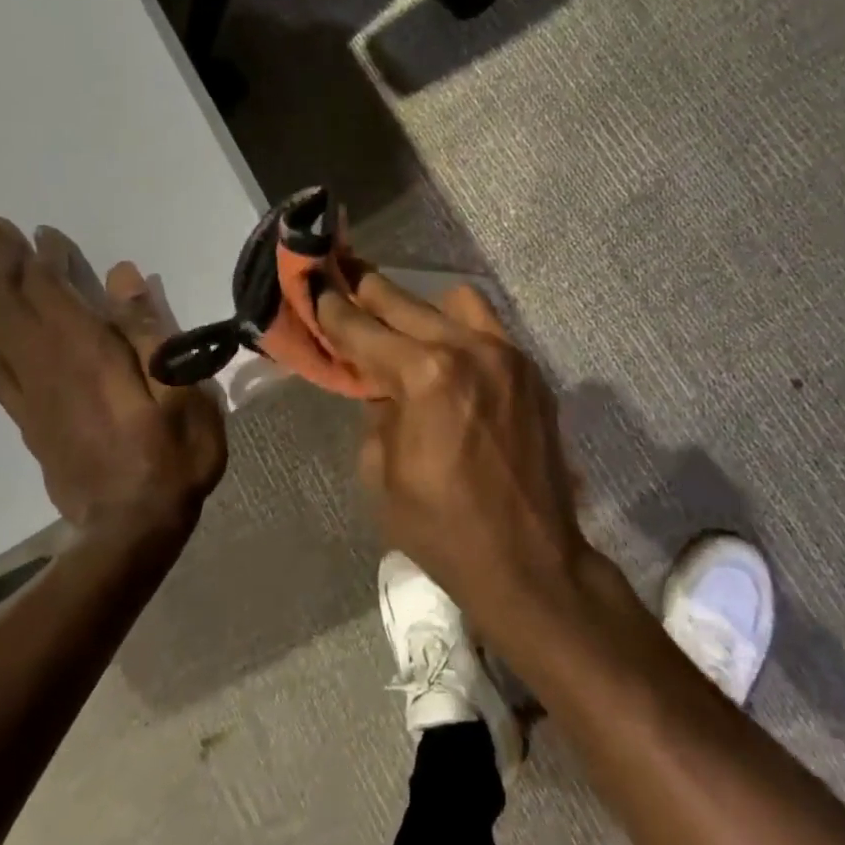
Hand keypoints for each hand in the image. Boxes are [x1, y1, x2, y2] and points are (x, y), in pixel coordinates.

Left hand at [0, 218, 226, 536]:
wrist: (130, 530)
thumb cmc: (172, 456)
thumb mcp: (183, 389)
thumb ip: (151, 329)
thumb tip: (122, 275)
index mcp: (87, 353)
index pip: (51, 292)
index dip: (41, 258)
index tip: (38, 231)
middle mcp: (50, 366)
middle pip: (13, 305)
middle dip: (0, 264)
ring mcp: (34, 396)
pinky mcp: (29, 421)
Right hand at [313, 270, 586, 630]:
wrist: (529, 562)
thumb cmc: (442, 527)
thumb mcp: (381, 473)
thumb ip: (375, 412)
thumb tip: (380, 383)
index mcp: (425, 376)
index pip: (364, 328)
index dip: (331, 307)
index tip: (313, 283)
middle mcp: (469, 349)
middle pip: (405, 301)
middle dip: (368, 292)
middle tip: (343, 282)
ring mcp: (507, 355)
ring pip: (455, 300)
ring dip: (421, 308)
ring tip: (404, 331)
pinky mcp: (531, 370)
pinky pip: (487, 327)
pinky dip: (459, 330)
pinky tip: (447, 359)